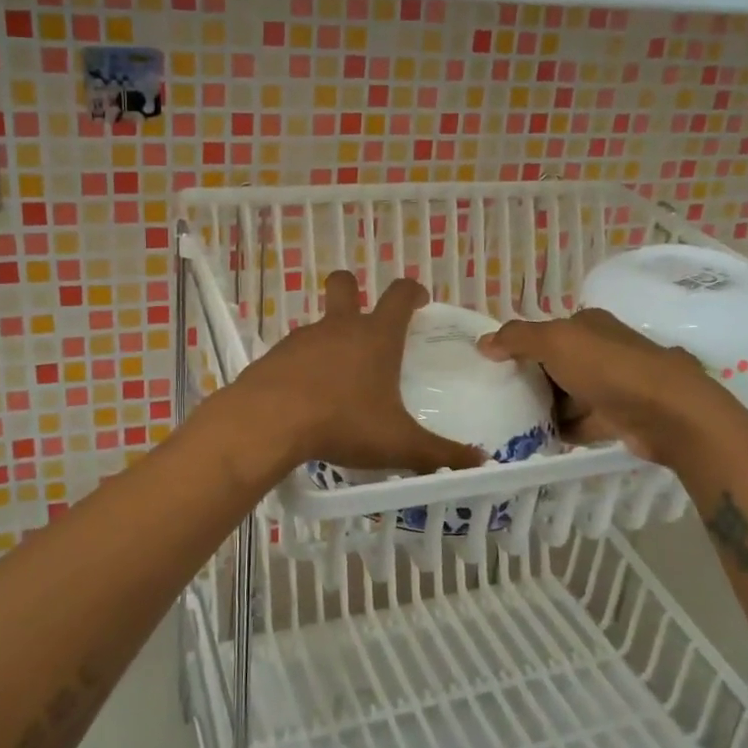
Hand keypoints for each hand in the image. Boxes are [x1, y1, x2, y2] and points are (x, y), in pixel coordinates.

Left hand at [229, 272, 486, 474]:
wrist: (268, 422)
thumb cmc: (342, 422)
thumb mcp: (398, 444)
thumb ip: (439, 454)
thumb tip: (478, 463)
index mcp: (375, 336)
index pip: (399, 295)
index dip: (412, 291)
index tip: (420, 300)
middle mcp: (338, 327)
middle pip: (344, 285)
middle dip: (354, 289)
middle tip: (365, 316)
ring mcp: (302, 339)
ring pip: (319, 325)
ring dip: (330, 341)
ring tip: (339, 381)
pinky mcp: (274, 357)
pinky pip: (294, 355)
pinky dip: (304, 368)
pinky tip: (307, 399)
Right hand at [476, 310, 743, 465]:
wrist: (668, 413)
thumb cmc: (608, 368)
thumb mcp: (555, 342)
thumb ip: (517, 339)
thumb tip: (484, 342)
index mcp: (588, 325)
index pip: (547, 331)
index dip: (521, 346)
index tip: (495, 367)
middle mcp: (602, 350)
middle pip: (556, 364)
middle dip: (532, 380)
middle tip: (501, 397)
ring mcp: (613, 384)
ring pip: (569, 395)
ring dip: (547, 408)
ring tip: (514, 422)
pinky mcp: (620, 416)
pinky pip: (583, 421)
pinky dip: (565, 429)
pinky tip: (542, 440)